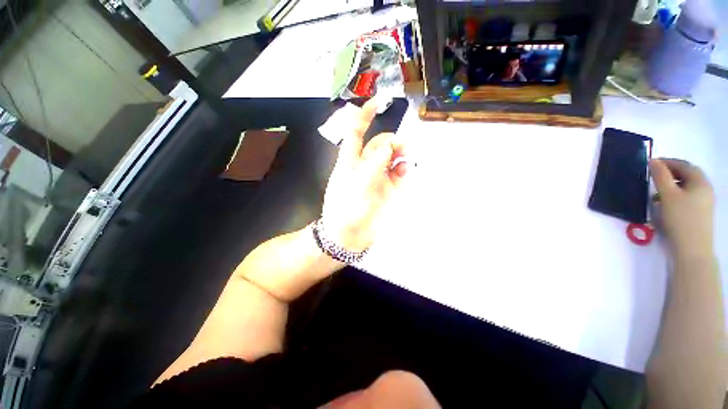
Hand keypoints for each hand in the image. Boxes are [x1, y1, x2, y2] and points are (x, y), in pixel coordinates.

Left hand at [321, 99, 407, 251]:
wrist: (349, 235)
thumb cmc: (346, 208)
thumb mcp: (357, 181)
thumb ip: (374, 161)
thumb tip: (390, 145)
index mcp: (351, 160)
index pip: (356, 131)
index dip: (365, 114)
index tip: (380, 101)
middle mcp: (365, 165)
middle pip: (380, 143)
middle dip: (391, 141)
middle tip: (399, 149)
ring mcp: (378, 177)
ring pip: (392, 156)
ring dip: (400, 152)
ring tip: (405, 157)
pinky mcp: (389, 189)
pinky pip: (399, 172)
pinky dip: (404, 167)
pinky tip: (405, 168)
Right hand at [650, 158, 714, 259]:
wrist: (692, 249)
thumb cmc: (680, 218)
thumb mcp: (667, 195)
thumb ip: (660, 176)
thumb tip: (653, 161)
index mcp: (700, 182)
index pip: (684, 165)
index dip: (667, 162)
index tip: (650, 164)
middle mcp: (705, 189)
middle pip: (687, 175)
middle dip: (669, 174)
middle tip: (652, 177)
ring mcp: (704, 202)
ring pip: (686, 187)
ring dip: (671, 186)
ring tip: (656, 193)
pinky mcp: (700, 213)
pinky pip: (687, 198)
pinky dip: (675, 196)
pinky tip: (665, 204)